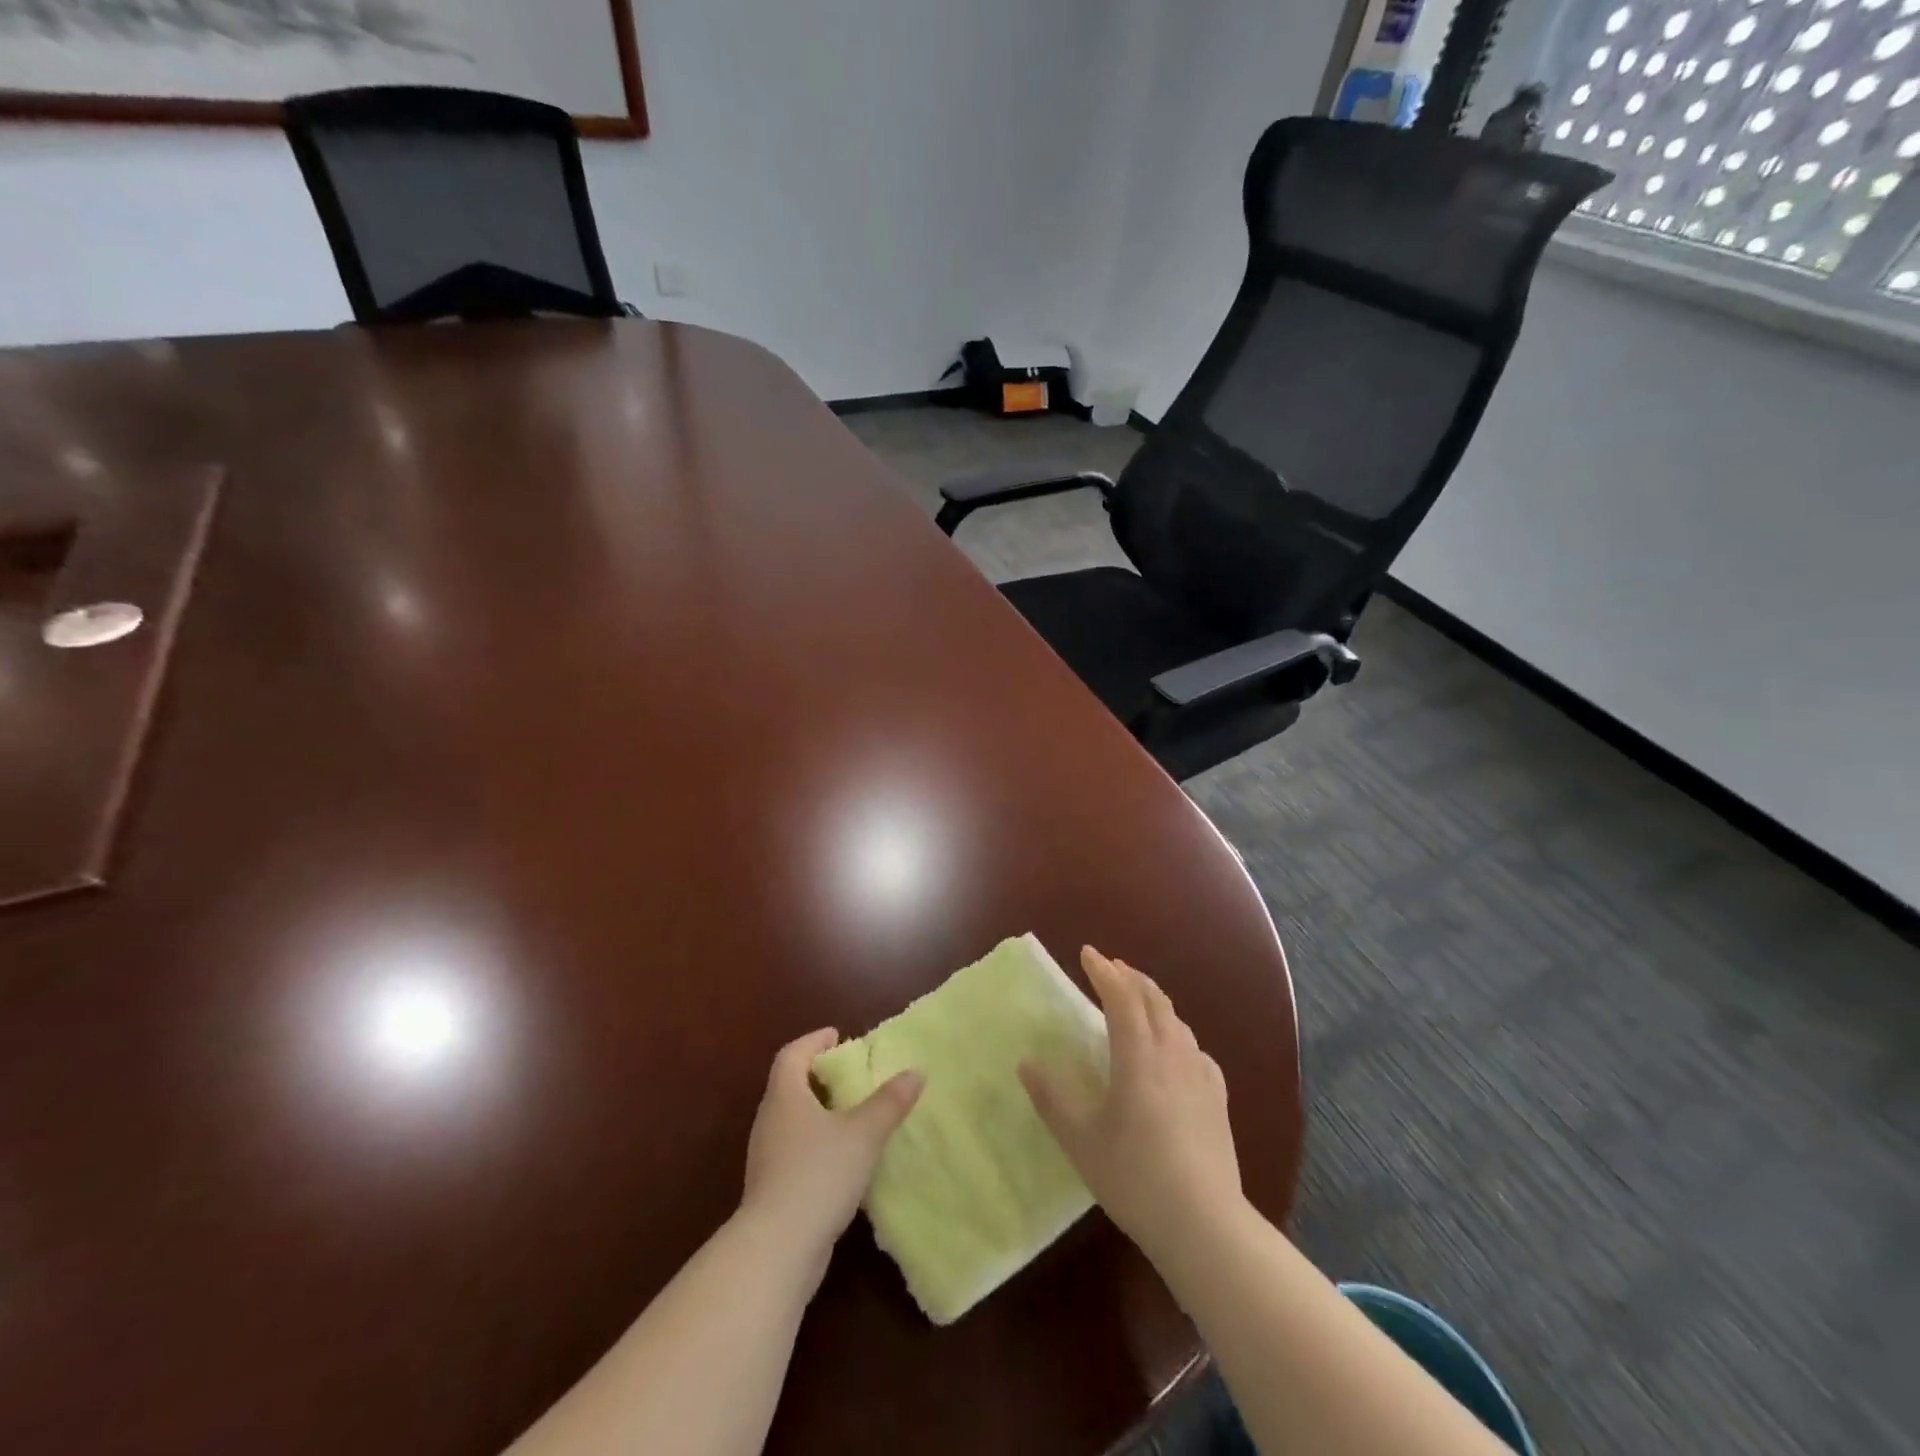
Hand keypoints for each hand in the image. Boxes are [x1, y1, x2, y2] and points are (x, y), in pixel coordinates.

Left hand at [740, 1028, 922, 1275]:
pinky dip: (815, 1142)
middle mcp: (770, 1120)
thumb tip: (915, 1072)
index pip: (792, 1055)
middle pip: (789, 1085)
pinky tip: (840, 1158)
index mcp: (786, 1096)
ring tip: (850, 1114)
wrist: (777, 1248)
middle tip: (849, 1074)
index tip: (836, 1035)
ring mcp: (766, 1157)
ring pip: (791, 1120)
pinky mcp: (771, 1189)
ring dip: (817, 1111)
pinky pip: (793, 1150)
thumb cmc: (819, 1174)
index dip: (813, 1041)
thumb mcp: (864, 1133)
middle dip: (818, 1075)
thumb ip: (890, 1102)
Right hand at [1020, 947, 1242, 1265]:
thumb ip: (1051, 1098)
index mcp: (1138, 1056)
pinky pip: (1194, 1048)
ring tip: (1137, 999)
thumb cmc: (1134, 1177)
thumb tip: (1027, 1063)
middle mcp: (1172, 1053)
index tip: (1087, 953)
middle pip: (1154, 999)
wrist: (1204, 1224)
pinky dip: (1177, 1032)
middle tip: (1110, 967)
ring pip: (1176, 1020)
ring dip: (1153, 999)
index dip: (1104, 971)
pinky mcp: (1217, 1098)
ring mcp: (1200, 1075)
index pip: (1121, 997)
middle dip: (1130, 976)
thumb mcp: (1080, 1140)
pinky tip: (1175, 1049)